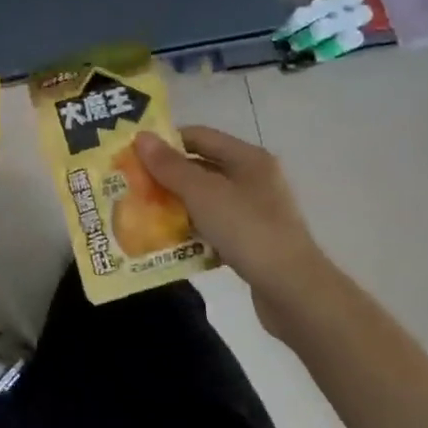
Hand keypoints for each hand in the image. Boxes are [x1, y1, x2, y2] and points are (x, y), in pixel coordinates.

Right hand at [133, 126, 330, 335]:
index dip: (166, 142)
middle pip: (201, 168)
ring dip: (177, 206)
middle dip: (167, 177)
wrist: (294, 292)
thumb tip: (141, 137)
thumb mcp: (202, 193)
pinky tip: (170, 244)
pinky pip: (214, 228)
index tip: (134, 155)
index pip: (199, 136)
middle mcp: (254, 179)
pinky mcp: (253, 242)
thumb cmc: (247, 230)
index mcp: (247, 158)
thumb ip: (170, 166)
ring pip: (206, 201)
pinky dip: (193, 232)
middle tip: (133, 187)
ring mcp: (255, 212)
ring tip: (142, 216)